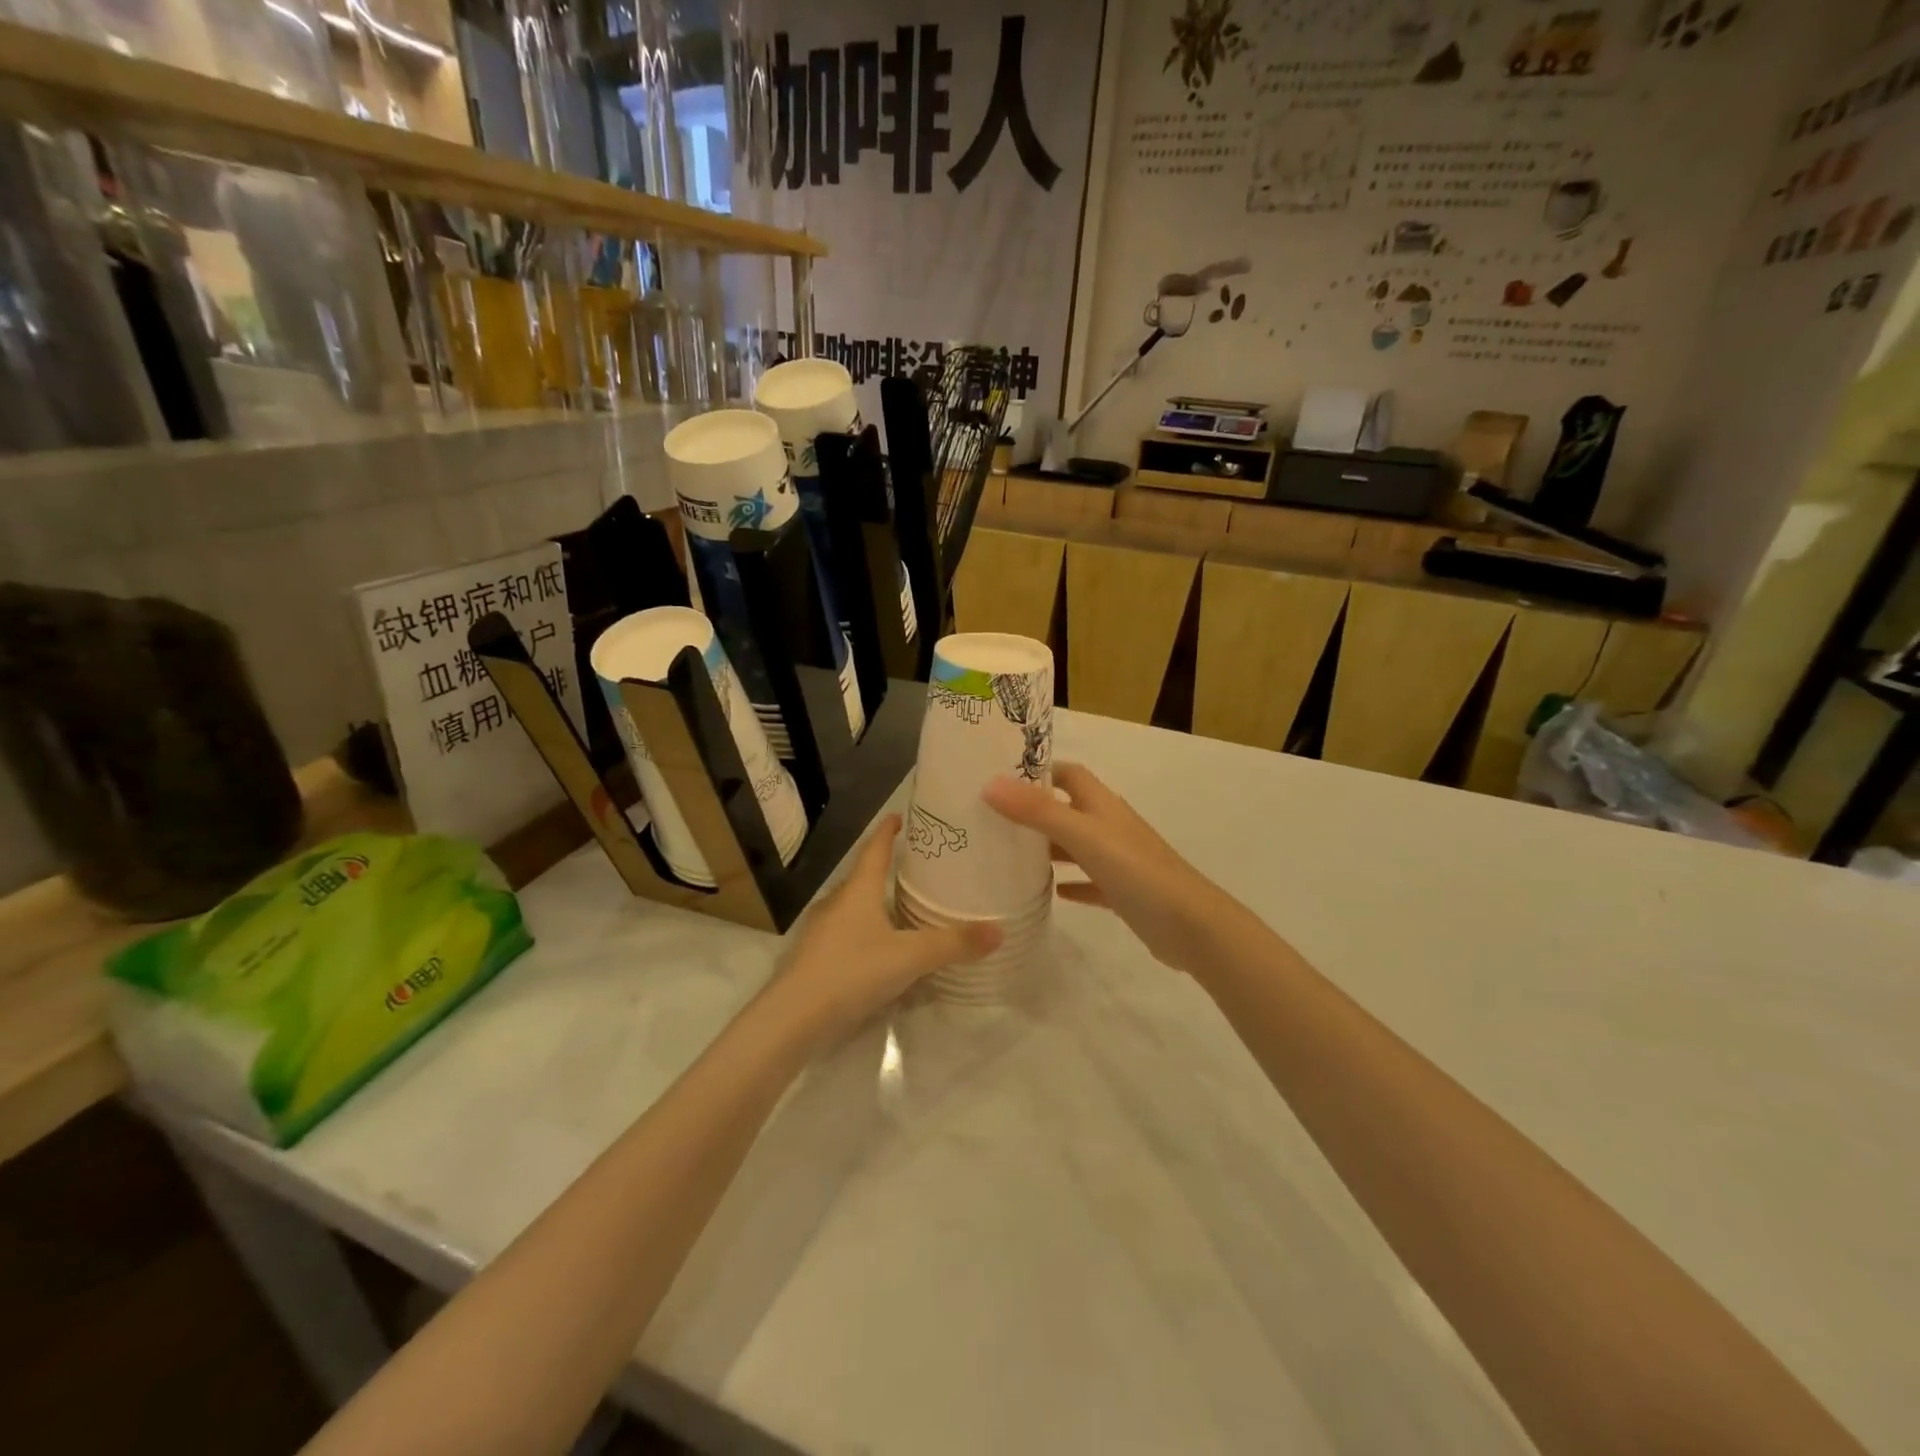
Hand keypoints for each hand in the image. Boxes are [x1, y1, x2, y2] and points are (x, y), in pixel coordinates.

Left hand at [771, 814, 1000, 1036]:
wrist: (792, 1019)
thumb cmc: (851, 972)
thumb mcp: (909, 958)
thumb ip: (953, 944)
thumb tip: (999, 930)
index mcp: (858, 891)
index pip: (875, 849)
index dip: (888, 830)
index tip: (902, 816)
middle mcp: (837, 903)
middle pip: (864, 877)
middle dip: (887, 869)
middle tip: (918, 868)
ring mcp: (821, 931)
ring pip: (854, 908)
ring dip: (876, 903)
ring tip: (904, 909)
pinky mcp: (815, 959)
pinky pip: (847, 934)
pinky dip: (866, 932)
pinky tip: (881, 951)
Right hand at [984, 763, 1243, 974]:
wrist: (1191, 926)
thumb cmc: (1137, 872)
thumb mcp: (1083, 836)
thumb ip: (1038, 811)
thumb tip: (990, 783)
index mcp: (1102, 805)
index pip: (1068, 773)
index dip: (1038, 770)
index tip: (998, 775)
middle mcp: (1110, 826)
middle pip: (1067, 809)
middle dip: (1034, 810)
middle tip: (991, 818)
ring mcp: (1118, 860)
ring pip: (1076, 846)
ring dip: (1048, 848)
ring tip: (1008, 855)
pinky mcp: (1123, 892)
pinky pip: (1089, 882)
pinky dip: (1070, 883)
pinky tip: (1051, 893)